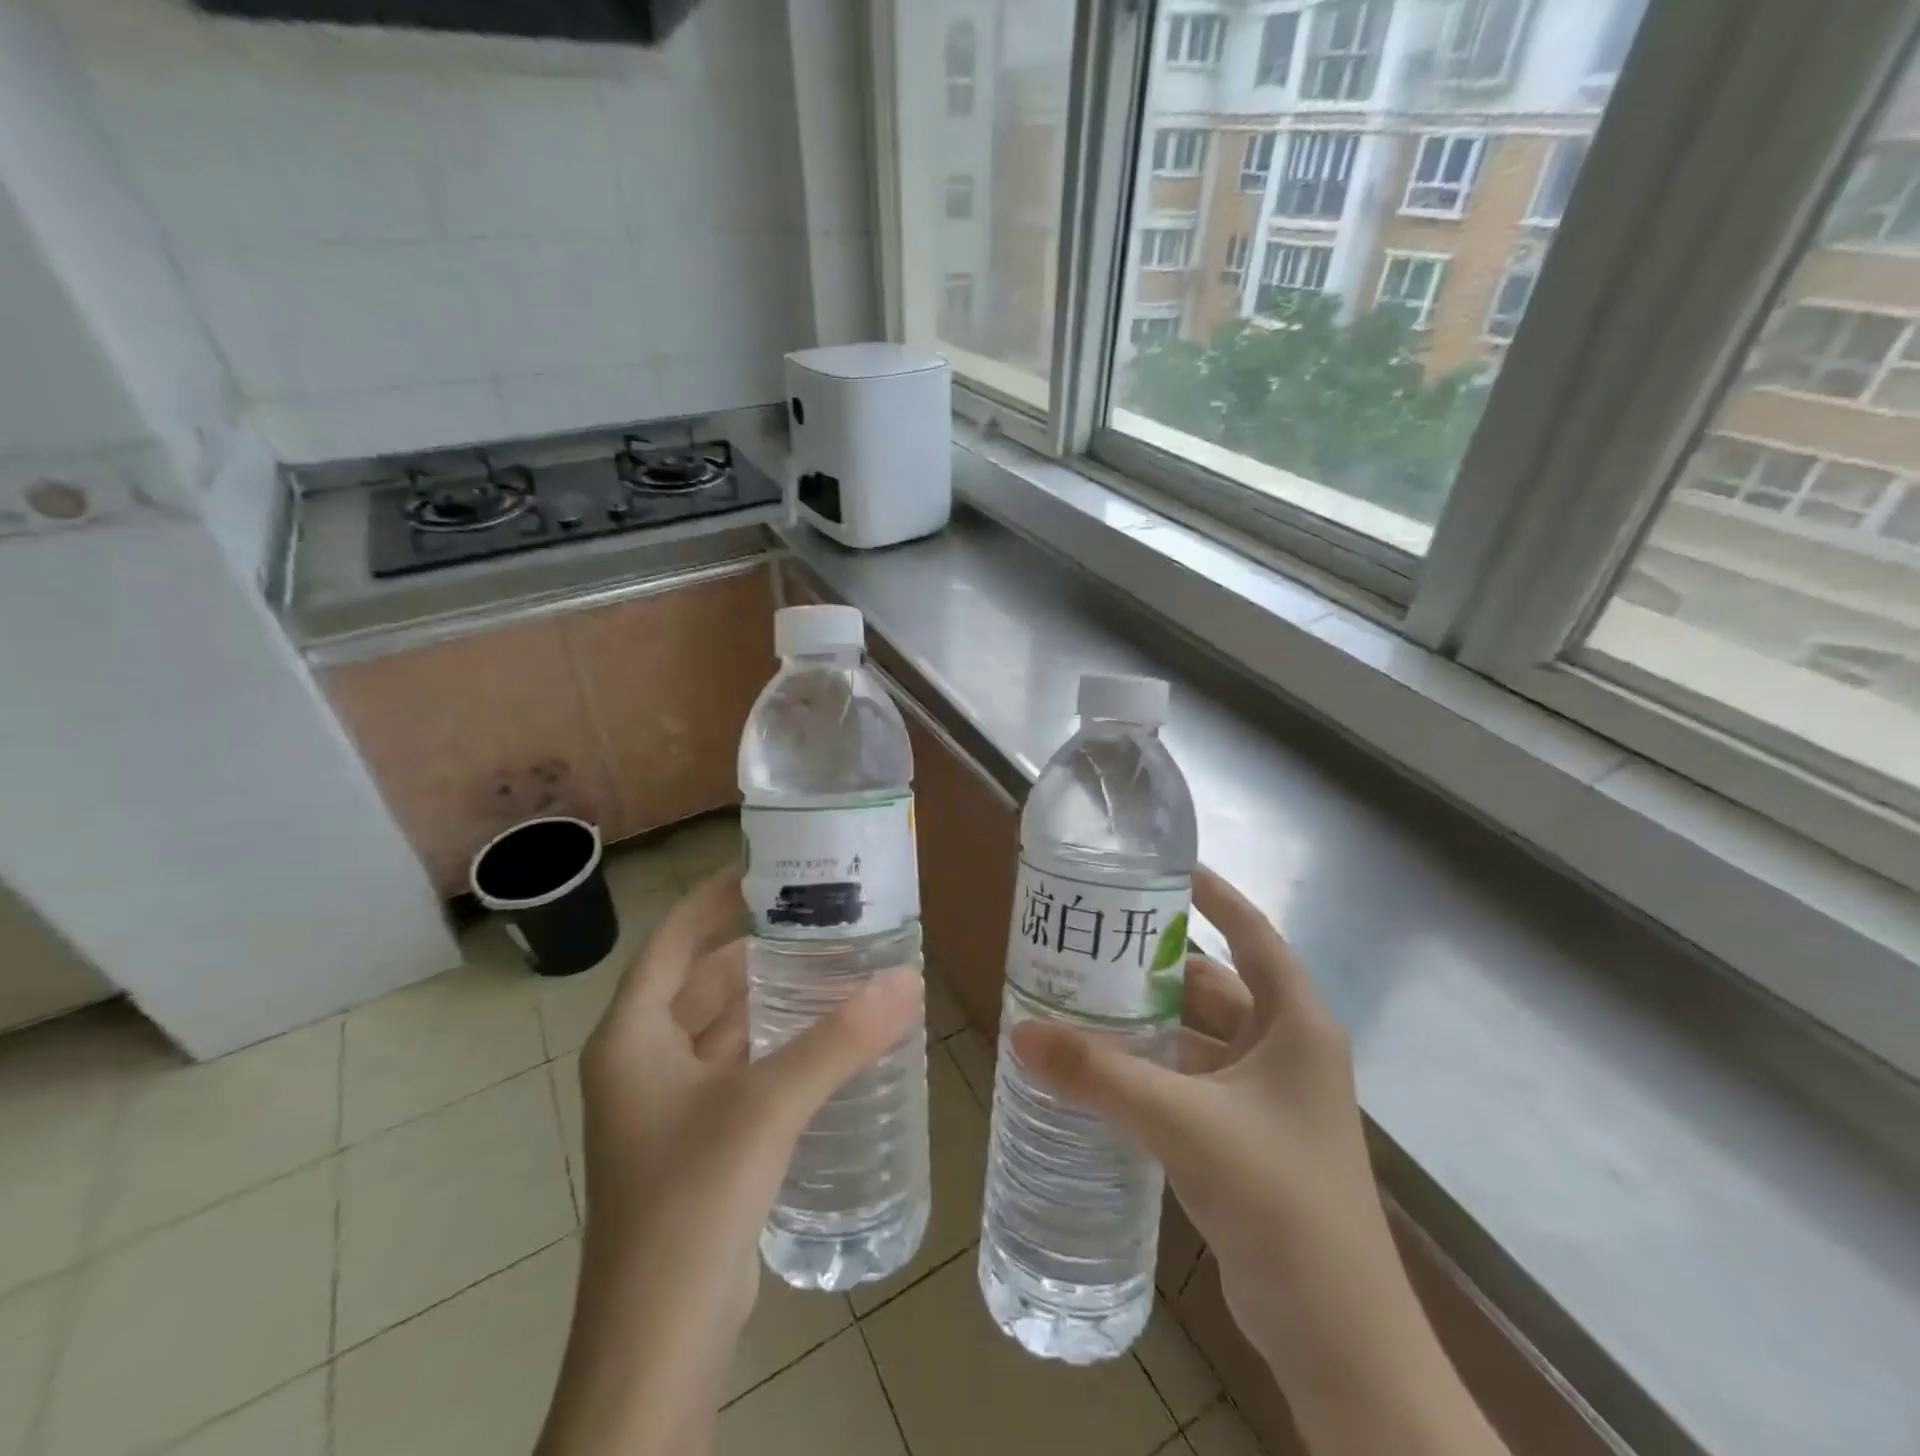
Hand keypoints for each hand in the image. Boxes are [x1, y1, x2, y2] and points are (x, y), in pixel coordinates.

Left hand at [538, 868, 920, 1455]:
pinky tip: (824, 1036)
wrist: (658, 1345)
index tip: (772, 867)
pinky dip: (774, 1043)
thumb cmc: (691, 1202)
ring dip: (770, 996)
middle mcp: (641, 1060)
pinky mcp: (697, 1140)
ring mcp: (666, 1104)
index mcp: (632, 1035)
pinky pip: (737, 1066)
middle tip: (821, 914)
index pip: (672, 938)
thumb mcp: (767, 1106)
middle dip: (757, 946)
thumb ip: (840, 1040)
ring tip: (832, 962)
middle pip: (702, 979)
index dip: (717, 897)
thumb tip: (907, 979)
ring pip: (722, 1025)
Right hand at [1010, 867, 1506, 1455]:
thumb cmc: (1279, 1200)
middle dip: (1156, 963)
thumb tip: (1020, 1032)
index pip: (1252, 933)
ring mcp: (1267, 1098)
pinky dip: (1151, 1068)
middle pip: (1214, 984)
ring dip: (1148, 1020)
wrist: (1338, 1338)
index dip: (1212, 895)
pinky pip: (1190, 1081)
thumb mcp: (1184, 1123)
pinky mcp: (1246, 1139)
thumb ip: (1100, 1076)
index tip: (1160, 869)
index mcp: (1294, 1023)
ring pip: (1197, 1037)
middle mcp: (1285, 1049)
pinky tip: (1101, 1067)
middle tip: (1091, 940)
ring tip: (1081, 995)